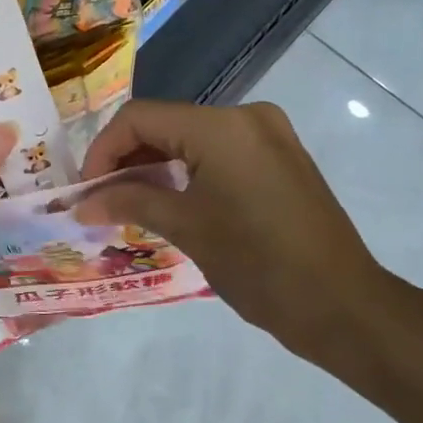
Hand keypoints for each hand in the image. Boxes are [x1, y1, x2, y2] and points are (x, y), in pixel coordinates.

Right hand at [73, 100, 419, 370]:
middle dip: (128, 159)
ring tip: (130, 205)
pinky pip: (220, 152)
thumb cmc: (258, 264)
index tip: (86, 191)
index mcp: (222, 126)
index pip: (140, 118)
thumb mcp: (187, 228)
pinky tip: (170, 201)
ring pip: (192, 139)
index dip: (103, 151)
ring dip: (156, 166)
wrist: (341, 304)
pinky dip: (188, 171)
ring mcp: (269, 136)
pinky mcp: (281, 158)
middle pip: (166, 124)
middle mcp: (247, 117)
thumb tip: (81, 203)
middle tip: (103, 201)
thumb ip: (130, 202)